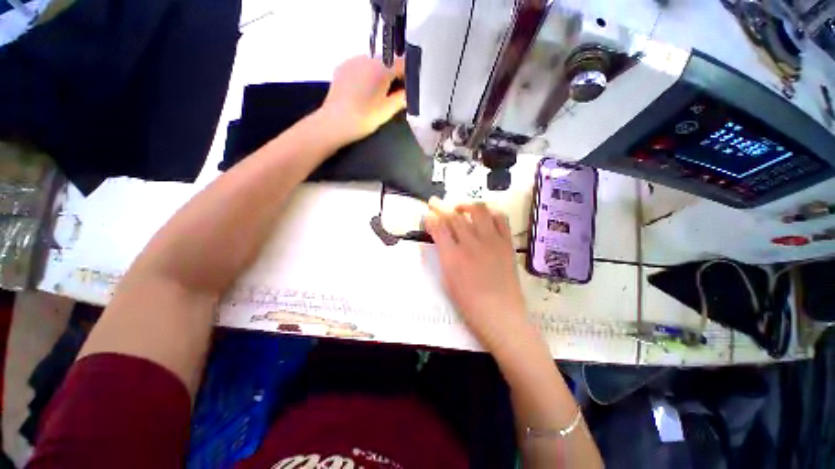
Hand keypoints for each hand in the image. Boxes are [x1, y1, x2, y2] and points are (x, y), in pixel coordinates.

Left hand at [320, 56, 406, 143]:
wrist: (334, 123)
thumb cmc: (364, 118)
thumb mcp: (387, 111)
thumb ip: (401, 99)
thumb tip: (408, 93)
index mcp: (381, 67)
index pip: (402, 63)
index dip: (409, 75)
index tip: (410, 88)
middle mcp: (367, 58)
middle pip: (387, 62)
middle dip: (393, 76)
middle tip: (394, 95)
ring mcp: (352, 61)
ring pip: (373, 64)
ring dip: (379, 75)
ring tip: (378, 95)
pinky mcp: (342, 68)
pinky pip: (360, 67)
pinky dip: (366, 76)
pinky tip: (364, 92)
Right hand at [424, 198, 529, 352]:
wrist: (500, 314)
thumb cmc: (468, 303)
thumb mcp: (447, 279)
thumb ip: (443, 255)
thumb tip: (438, 238)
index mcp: (453, 256)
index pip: (438, 227)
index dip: (430, 217)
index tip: (427, 214)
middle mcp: (471, 244)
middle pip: (454, 216)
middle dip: (441, 206)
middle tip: (435, 202)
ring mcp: (491, 241)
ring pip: (478, 210)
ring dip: (465, 204)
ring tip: (460, 207)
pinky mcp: (506, 243)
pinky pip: (500, 219)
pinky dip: (490, 211)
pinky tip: (484, 214)